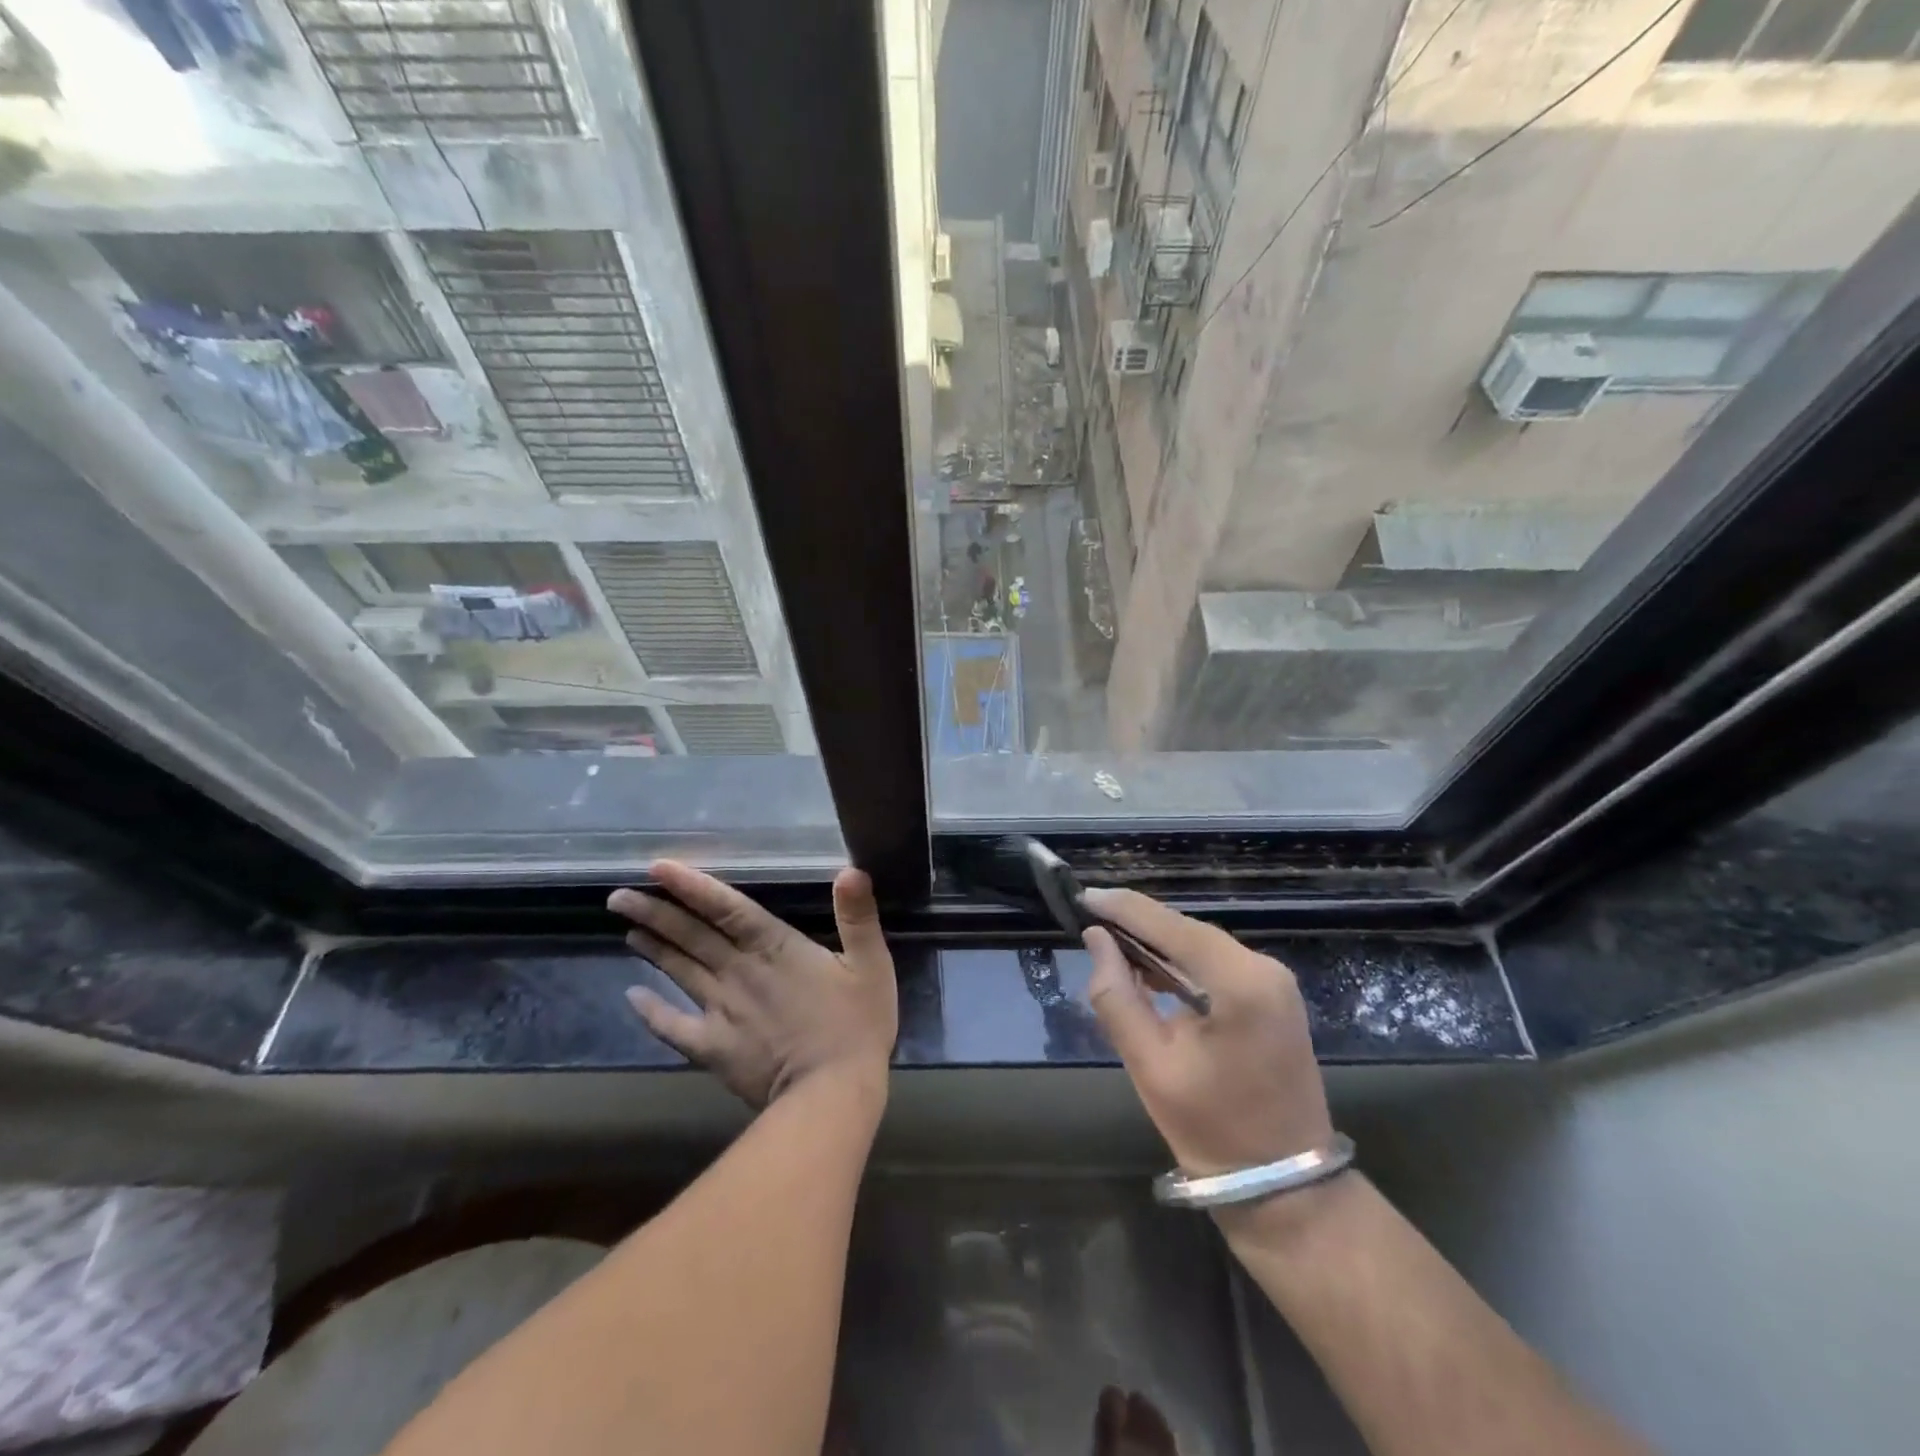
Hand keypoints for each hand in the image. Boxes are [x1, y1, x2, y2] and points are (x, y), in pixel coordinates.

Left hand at [609, 861, 897, 1108]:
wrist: (831, 1094)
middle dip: (656, 912)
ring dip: (653, 948)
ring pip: (679, 972)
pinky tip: (632, 998)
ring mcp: (721, 1011)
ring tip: (627, 928)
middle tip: (618, 896)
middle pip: (691, 936)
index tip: (657, 868)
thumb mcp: (871, 964)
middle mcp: (739, 972)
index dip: (692, 886)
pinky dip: (652, 1012)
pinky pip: (674, 1027)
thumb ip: (858, 916)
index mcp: (775, 947)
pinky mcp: (714, 1048)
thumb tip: (851, 869)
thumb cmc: (857, 1025)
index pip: (726, 908)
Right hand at [1082, 889, 1332, 1177]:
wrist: (1287, 1187)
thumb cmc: (1212, 1130)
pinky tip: (1149, 970)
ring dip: (1157, 942)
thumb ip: (1117, 996)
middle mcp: (1265, 969)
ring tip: (1109, 942)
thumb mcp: (1150, 1065)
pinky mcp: (1274, 996)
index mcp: (1240, 984)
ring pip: (1201, 944)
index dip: (1123, 908)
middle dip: (1138, 923)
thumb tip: (1096, 939)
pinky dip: (1181, 961)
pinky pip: (1217, 963)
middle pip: (1188, 930)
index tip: (1082, 897)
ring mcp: (1275, 982)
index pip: (1171, 926)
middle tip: (1089, 919)